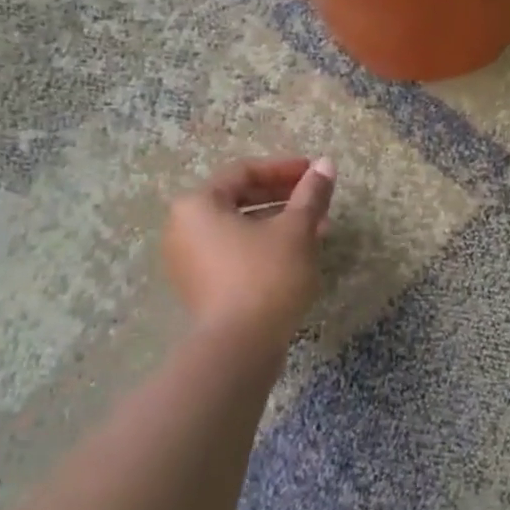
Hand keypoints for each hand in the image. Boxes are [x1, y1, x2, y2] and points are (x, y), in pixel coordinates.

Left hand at [162, 157, 334, 342]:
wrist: (239, 346)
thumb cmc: (267, 276)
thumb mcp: (296, 230)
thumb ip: (311, 194)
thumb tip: (326, 163)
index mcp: (198, 204)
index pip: (244, 172)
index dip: (284, 168)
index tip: (316, 173)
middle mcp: (183, 228)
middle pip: (239, 199)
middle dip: (283, 198)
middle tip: (319, 203)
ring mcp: (188, 261)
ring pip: (239, 229)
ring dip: (278, 224)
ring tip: (316, 231)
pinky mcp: (201, 287)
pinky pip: (234, 253)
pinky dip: (263, 247)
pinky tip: (296, 256)